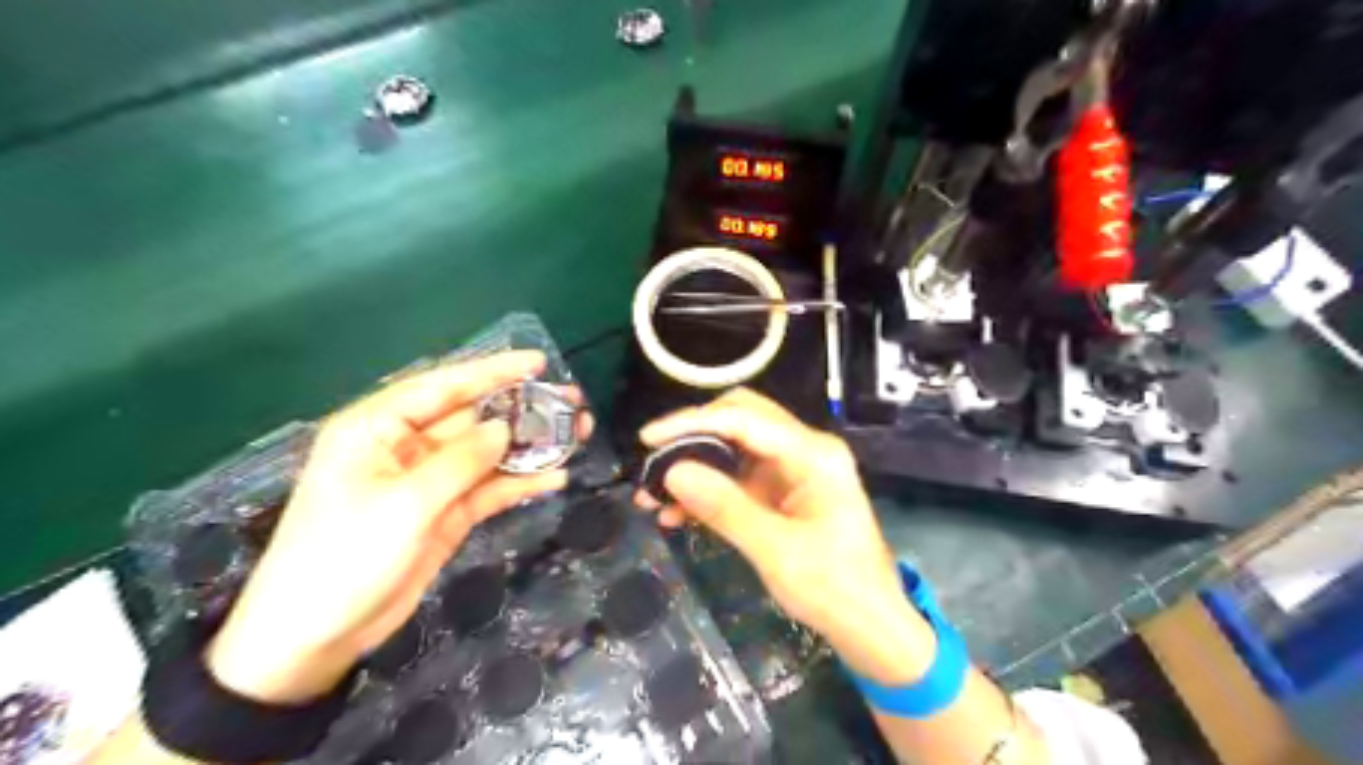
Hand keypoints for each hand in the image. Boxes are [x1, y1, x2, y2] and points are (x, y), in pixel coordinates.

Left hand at [203, 353, 587, 703]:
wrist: (314, 638)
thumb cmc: (343, 557)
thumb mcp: (404, 504)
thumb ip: (460, 461)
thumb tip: (505, 428)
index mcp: (377, 428)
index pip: (442, 386)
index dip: (492, 371)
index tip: (538, 362)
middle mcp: (405, 447)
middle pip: (472, 418)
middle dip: (521, 410)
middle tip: (571, 403)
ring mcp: (429, 482)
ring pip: (487, 453)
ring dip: (530, 446)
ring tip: (577, 435)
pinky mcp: (445, 514)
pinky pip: (489, 489)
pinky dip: (520, 483)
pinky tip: (556, 477)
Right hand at [638, 393, 937, 684]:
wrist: (871, 627)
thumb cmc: (835, 589)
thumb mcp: (776, 551)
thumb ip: (724, 507)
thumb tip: (672, 472)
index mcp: (813, 454)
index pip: (744, 418)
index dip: (692, 423)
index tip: (648, 439)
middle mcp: (804, 450)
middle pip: (740, 420)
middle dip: (692, 438)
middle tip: (653, 462)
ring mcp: (794, 470)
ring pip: (734, 449)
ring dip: (695, 467)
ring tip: (652, 495)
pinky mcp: (784, 492)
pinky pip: (738, 479)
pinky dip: (708, 491)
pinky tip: (676, 514)